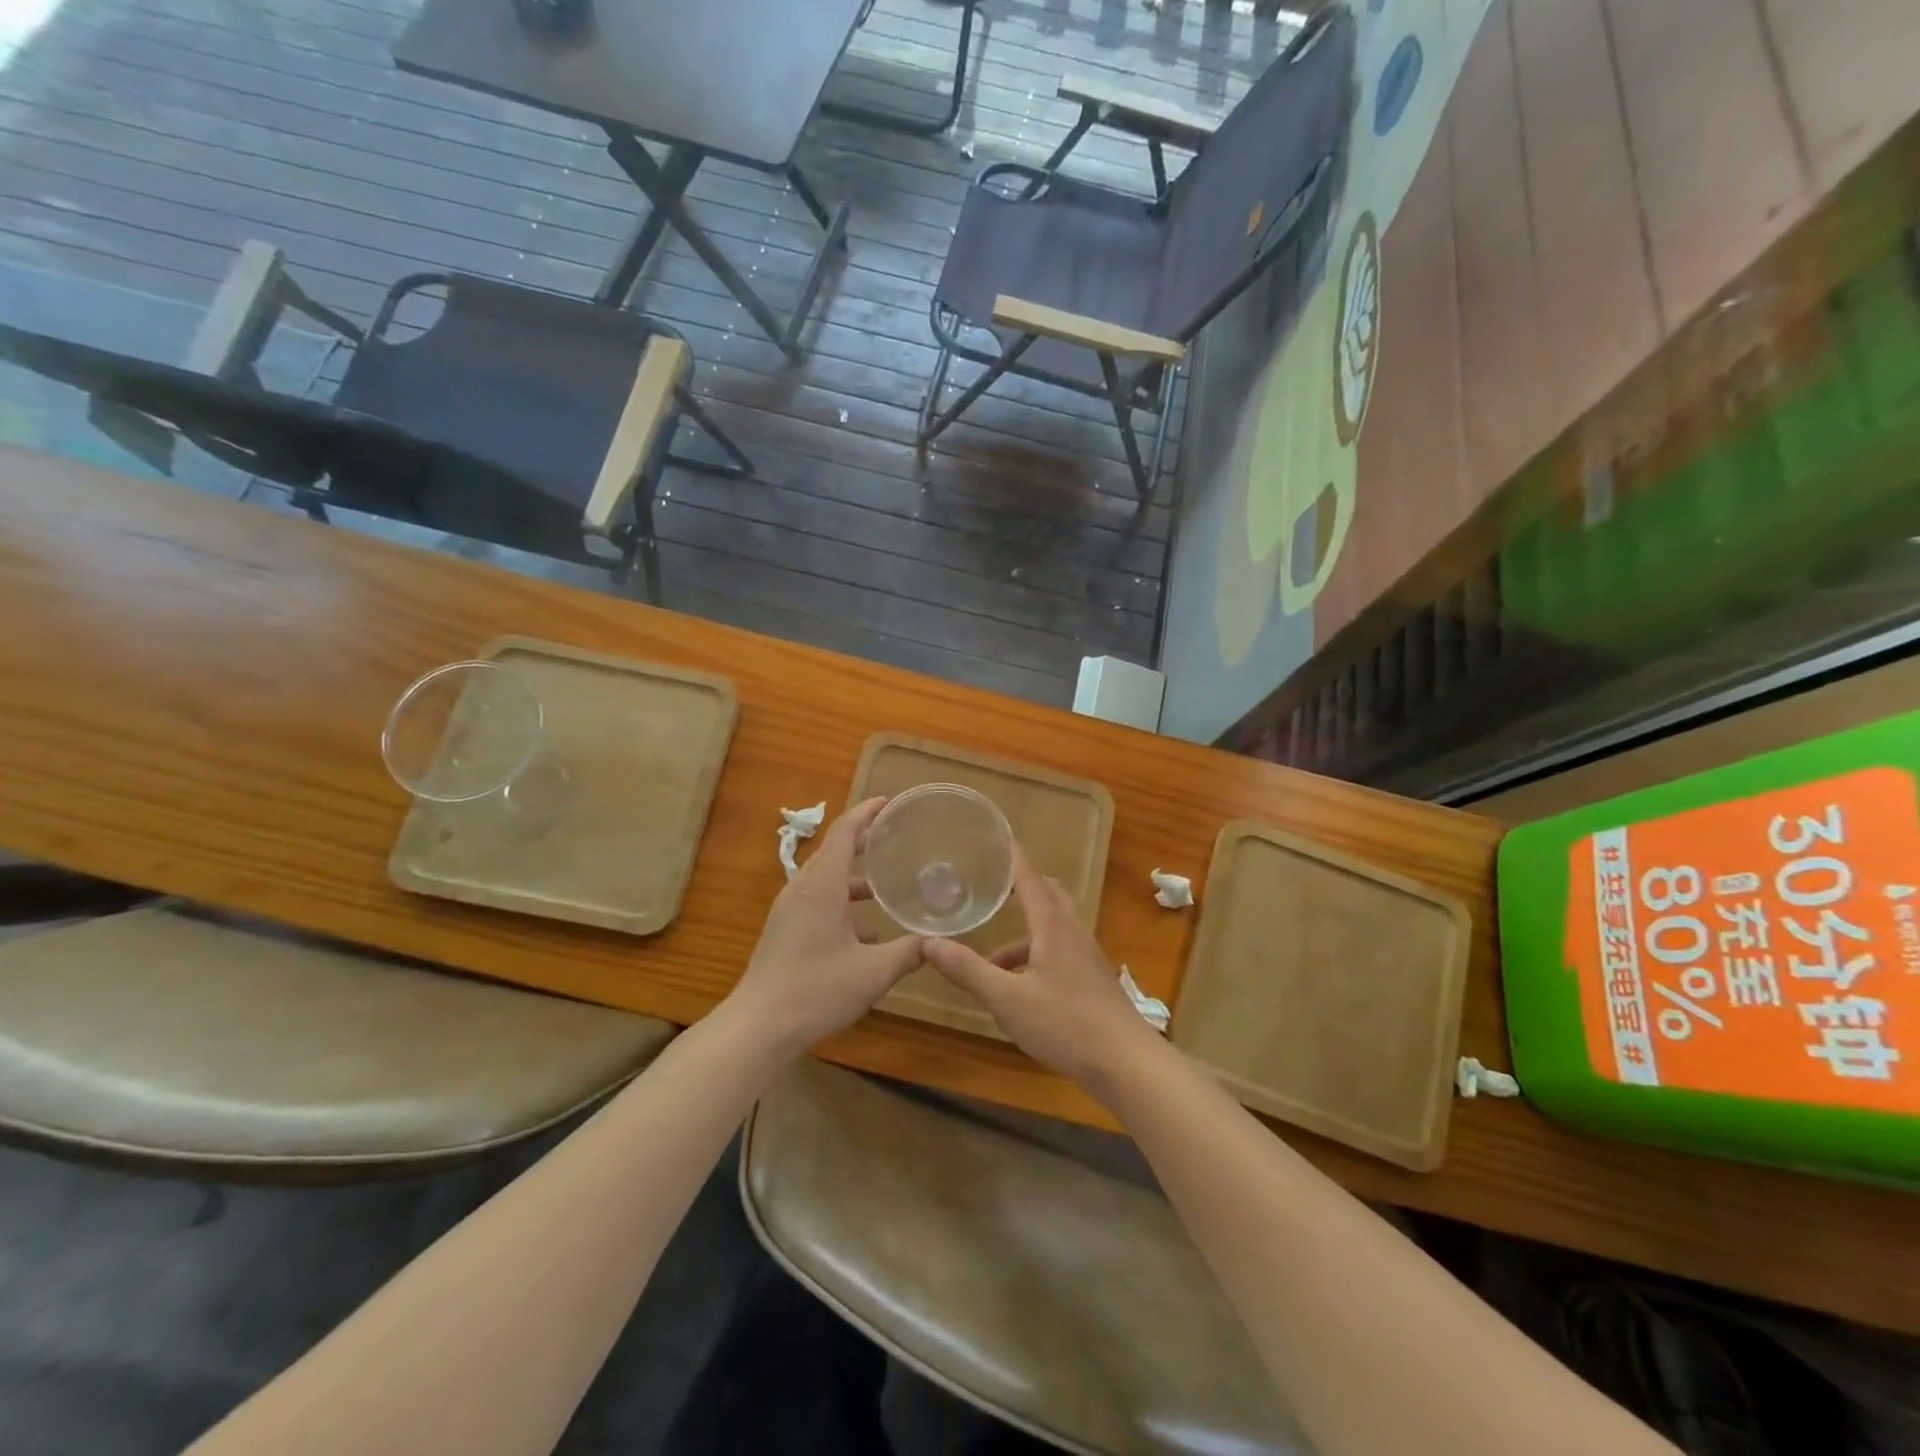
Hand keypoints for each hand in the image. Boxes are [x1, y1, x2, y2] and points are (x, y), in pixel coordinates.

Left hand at [728, 797, 924, 1053]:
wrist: (758, 1027)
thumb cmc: (816, 990)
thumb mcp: (874, 972)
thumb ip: (909, 952)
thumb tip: (940, 941)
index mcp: (822, 887)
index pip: (843, 832)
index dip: (866, 813)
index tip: (888, 803)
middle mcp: (802, 890)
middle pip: (833, 852)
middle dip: (863, 842)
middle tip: (894, 839)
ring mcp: (788, 912)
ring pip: (825, 880)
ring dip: (853, 879)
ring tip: (884, 887)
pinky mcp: (783, 932)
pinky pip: (816, 903)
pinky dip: (841, 904)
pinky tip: (865, 934)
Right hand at [923, 847, 1162, 1097]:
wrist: (1127, 1063)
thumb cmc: (1066, 1024)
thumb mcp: (1007, 999)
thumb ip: (968, 971)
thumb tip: (928, 943)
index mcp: (1053, 927)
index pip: (1030, 880)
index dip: (1014, 859)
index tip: (1000, 837)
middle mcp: (1073, 934)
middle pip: (1049, 896)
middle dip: (1022, 888)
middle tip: (992, 889)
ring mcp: (1087, 958)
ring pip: (1053, 929)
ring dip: (1023, 935)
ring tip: (990, 961)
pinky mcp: (1092, 982)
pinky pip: (1059, 954)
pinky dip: (1035, 958)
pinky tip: (1018, 991)